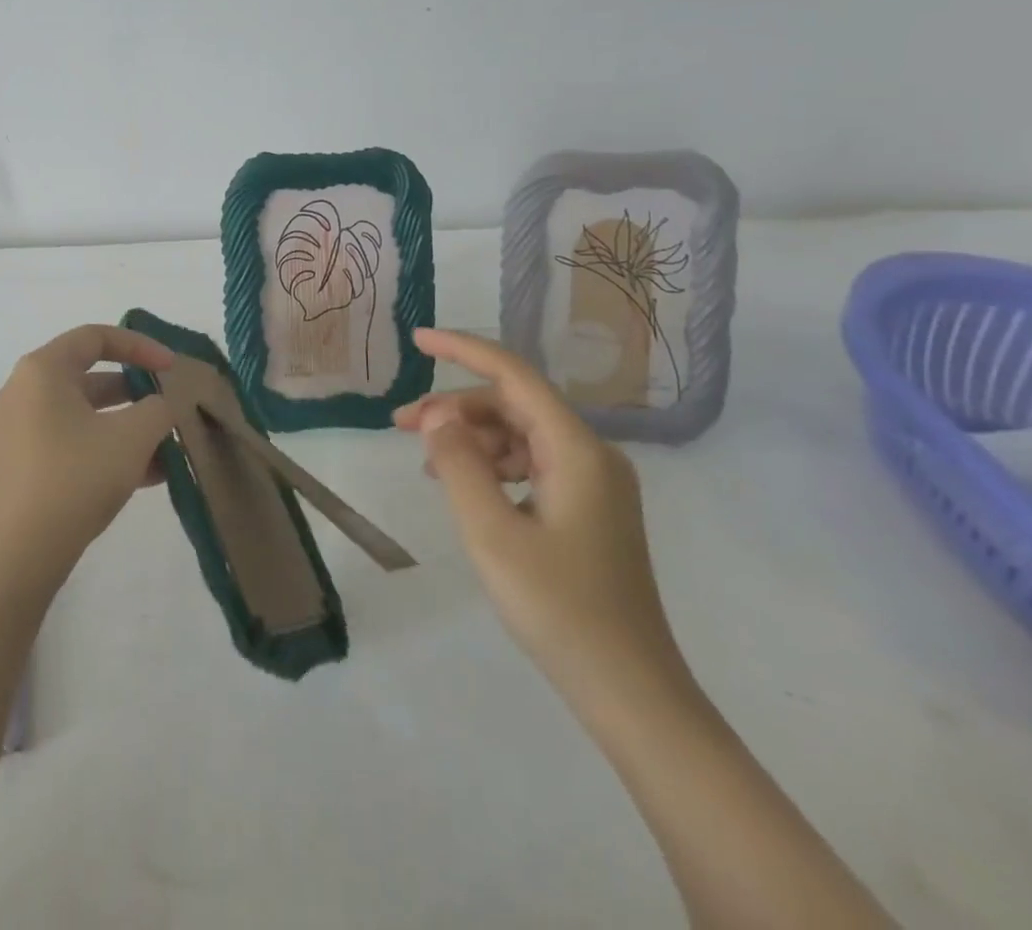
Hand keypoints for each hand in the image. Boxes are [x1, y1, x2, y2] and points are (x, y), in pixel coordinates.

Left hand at [0, 325, 175, 591]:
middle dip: (137, 391)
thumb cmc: (76, 477)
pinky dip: (108, 447)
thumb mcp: (132, 437)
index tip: (172, 368)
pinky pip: (75, 440)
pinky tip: (151, 475)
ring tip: (169, 447)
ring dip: (128, 424)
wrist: (21, 555)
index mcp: (43, 370)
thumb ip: (158, 408)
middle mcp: (26, 391)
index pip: (96, 337)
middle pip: (91, 375)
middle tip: (169, 406)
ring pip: (86, 413)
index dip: (140, 346)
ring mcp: (22, 428)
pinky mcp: (26, 462)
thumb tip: (161, 405)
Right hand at [395, 328, 689, 712]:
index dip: (463, 349)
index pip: (513, 375)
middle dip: (455, 406)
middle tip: (401, 426)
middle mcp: (592, 455)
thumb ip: (458, 464)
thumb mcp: (491, 532)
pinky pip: (532, 464)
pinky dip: (492, 464)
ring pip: (520, 434)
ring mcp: (594, 484)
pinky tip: (464, 487)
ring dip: (470, 437)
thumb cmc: (558, 608)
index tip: (417, 339)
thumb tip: (436, 416)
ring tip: (427, 463)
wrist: (630, 692)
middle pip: (514, 405)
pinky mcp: (589, 510)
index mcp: (577, 450)